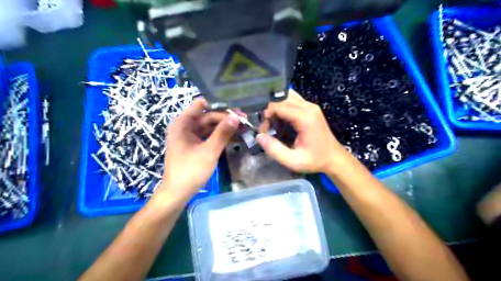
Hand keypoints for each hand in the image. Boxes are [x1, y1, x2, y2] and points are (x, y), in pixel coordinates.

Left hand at [157, 98, 241, 203]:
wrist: (178, 193)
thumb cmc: (191, 170)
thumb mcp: (209, 151)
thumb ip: (223, 132)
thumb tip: (236, 116)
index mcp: (183, 123)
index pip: (202, 105)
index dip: (219, 105)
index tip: (236, 109)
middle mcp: (185, 126)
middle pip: (208, 116)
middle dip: (226, 118)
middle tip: (245, 121)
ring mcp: (189, 136)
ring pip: (210, 126)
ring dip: (225, 127)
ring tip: (243, 128)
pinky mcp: (194, 145)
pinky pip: (208, 136)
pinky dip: (220, 136)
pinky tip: (235, 138)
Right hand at [258, 90, 350, 172]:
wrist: (334, 158)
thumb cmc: (315, 160)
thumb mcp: (293, 161)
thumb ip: (274, 150)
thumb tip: (259, 136)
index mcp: (305, 118)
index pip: (279, 105)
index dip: (266, 115)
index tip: (263, 130)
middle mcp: (309, 107)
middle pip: (282, 98)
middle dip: (270, 110)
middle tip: (266, 127)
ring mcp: (311, 106)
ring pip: (287, 96)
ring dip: (276, 107)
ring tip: (272, 122)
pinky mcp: (311, 108)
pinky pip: (293, 100)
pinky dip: (283, 106)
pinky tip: (281, 119)